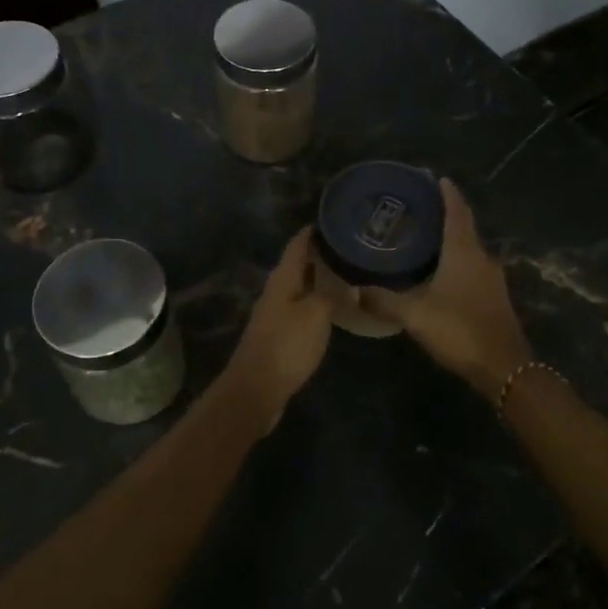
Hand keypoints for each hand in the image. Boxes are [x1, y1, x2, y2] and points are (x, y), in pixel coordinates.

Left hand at [219, 228, 335, 428]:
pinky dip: (317, 300)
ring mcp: (276, 313)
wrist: (257, 388)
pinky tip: (333, 306)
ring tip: (347, 272)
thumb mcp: (316, 315)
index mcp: (282, 279)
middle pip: (298, 264)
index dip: (314, 231)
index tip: (336, 219)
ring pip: (300, 286)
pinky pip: (301, 307)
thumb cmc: (287, 345)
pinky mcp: (280, 333)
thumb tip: (349, 285)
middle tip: (350, 246)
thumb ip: (332, 295)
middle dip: (321, 253)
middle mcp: (276, 290)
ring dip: (319, 277)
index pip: (298, 244)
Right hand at [361, 179, 531, 399]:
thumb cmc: (460, 330)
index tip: (436, 178)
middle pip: (464, 227)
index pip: (457, 212)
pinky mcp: (494, 298)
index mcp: (464, 252)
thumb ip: (384, 300)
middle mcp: (482, 258)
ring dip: (452, 239)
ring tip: (426, 238)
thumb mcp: (415, 314)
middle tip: (421, 208)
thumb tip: (355, 290)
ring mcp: (492, 279)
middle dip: (446, 214)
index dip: (448, 194)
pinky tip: (440, 272)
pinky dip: (457, 261)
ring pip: (469, 249)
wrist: (504, 367)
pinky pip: (473, 268)